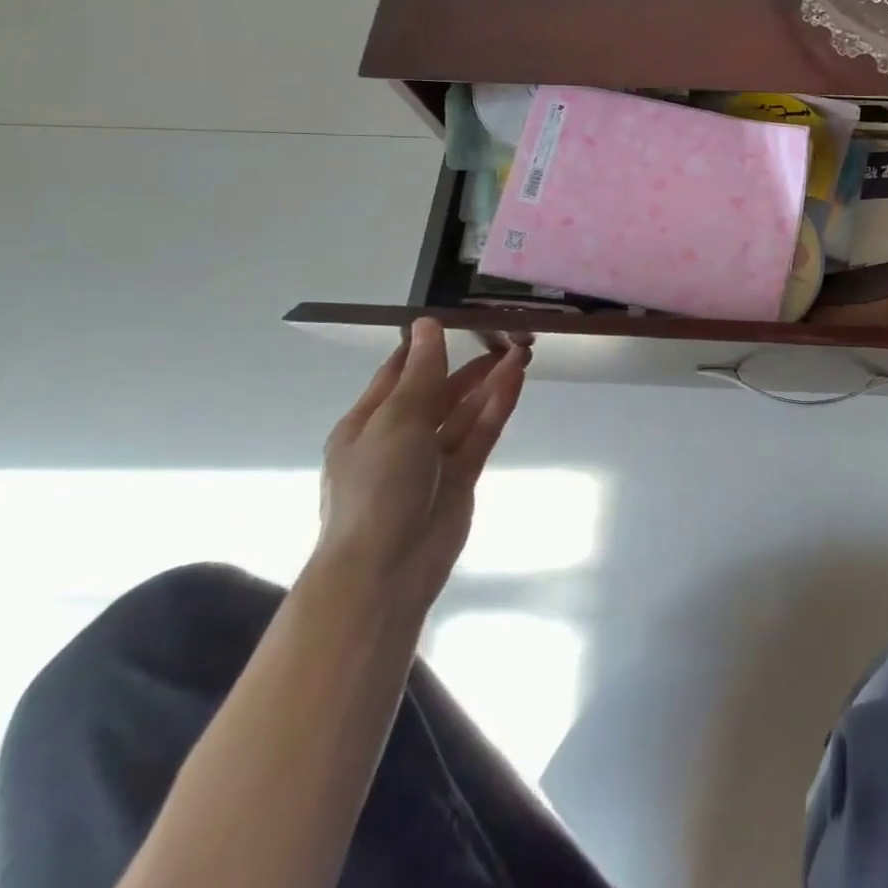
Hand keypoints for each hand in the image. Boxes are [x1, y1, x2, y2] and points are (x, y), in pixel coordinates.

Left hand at [312, 319, 530, 611]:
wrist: (388, 568)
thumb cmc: (378, 486)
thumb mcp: (396, 419)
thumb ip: (421, 372)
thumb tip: (426, 323)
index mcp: (367, 423)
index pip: (397, 373)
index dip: (425, 346)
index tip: (456, 318)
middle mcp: (398, 437)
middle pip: (437, 391)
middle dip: (466, 363)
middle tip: (503, 333)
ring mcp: (432, 458)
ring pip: (464, 410)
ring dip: (489, 381)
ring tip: (521, 349)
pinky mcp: (461, 476)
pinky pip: (480, 432)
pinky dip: (498, 405)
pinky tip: (517, 378)